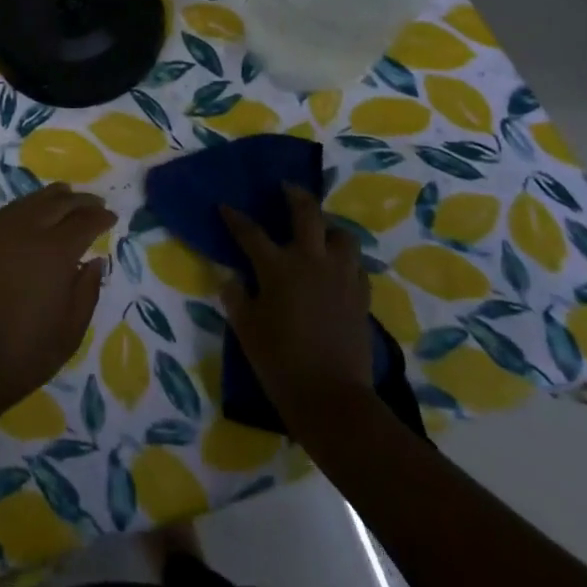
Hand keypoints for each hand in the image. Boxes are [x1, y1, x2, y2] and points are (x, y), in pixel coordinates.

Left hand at [0, 182, 113, 416]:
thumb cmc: (26, 352)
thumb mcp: (70, 330)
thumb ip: (87, 291)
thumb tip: (95, 261)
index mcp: (56, 252)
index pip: (84, 222)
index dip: (101, 218)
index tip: (112, 218)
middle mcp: (28, 231)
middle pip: (59, 203)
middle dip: (81, 201)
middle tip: (96, 204)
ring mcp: (1, 232)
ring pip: (32, 200)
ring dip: (54, 197)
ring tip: (68, 197)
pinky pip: (11, 210)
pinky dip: (29, 204)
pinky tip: (34, 210)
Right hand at [220, 185, 375, 422]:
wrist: (332, 399)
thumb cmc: (280, 362)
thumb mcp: (246, 329)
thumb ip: (237, 298)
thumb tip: (233, 279)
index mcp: (278, 267)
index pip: (250, 232)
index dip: (235, 218)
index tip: (225, 206)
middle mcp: (312, 262)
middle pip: (307, 213)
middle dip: (295, 195)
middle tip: (287, 188)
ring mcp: (341, 277)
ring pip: (342, 235)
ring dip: (329, 228)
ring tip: (319, 233)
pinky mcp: (361, 297)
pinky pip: (355, 265)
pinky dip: (344, 260)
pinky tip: (336, 269)